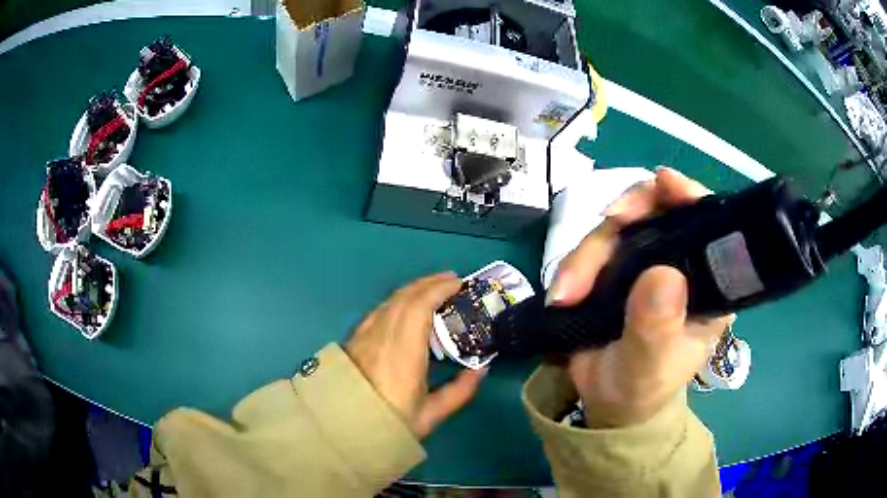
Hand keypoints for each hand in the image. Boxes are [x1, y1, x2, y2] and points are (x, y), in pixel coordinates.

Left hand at [345, 273, 486, 437]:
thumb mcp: (430, 415)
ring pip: (390, 300)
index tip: (459, 284)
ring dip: (414, 289)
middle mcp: (382, 336)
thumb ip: (460, 391)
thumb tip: (482, 368)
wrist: (344, 428)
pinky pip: (380, 310)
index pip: (419, 307)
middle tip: (452, 281)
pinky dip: (398, 300)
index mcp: (403, 353)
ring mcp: (365, 335)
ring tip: (433, 288)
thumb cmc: (390, 423)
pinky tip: (406, 305)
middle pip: (405, 296)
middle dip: (430, 283)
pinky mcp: (356, 339)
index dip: (439, 289)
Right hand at [547, 167, 731, 427]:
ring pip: (616, 229)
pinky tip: (562, 292)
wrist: (607, 402)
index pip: (707, 224)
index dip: (688, 196)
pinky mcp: (614, 269)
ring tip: (566, 295)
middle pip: (655, 212)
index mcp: (706, 283)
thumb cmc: (642, 388)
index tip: (663, 183)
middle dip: (624, 218)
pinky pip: (592, 248)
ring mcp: (644, 263)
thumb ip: (657, 328)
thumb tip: (662, 274)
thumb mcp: (651, 366)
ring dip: (586, 254)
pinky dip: (572, 265)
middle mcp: (680, 263)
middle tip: (603, 227)